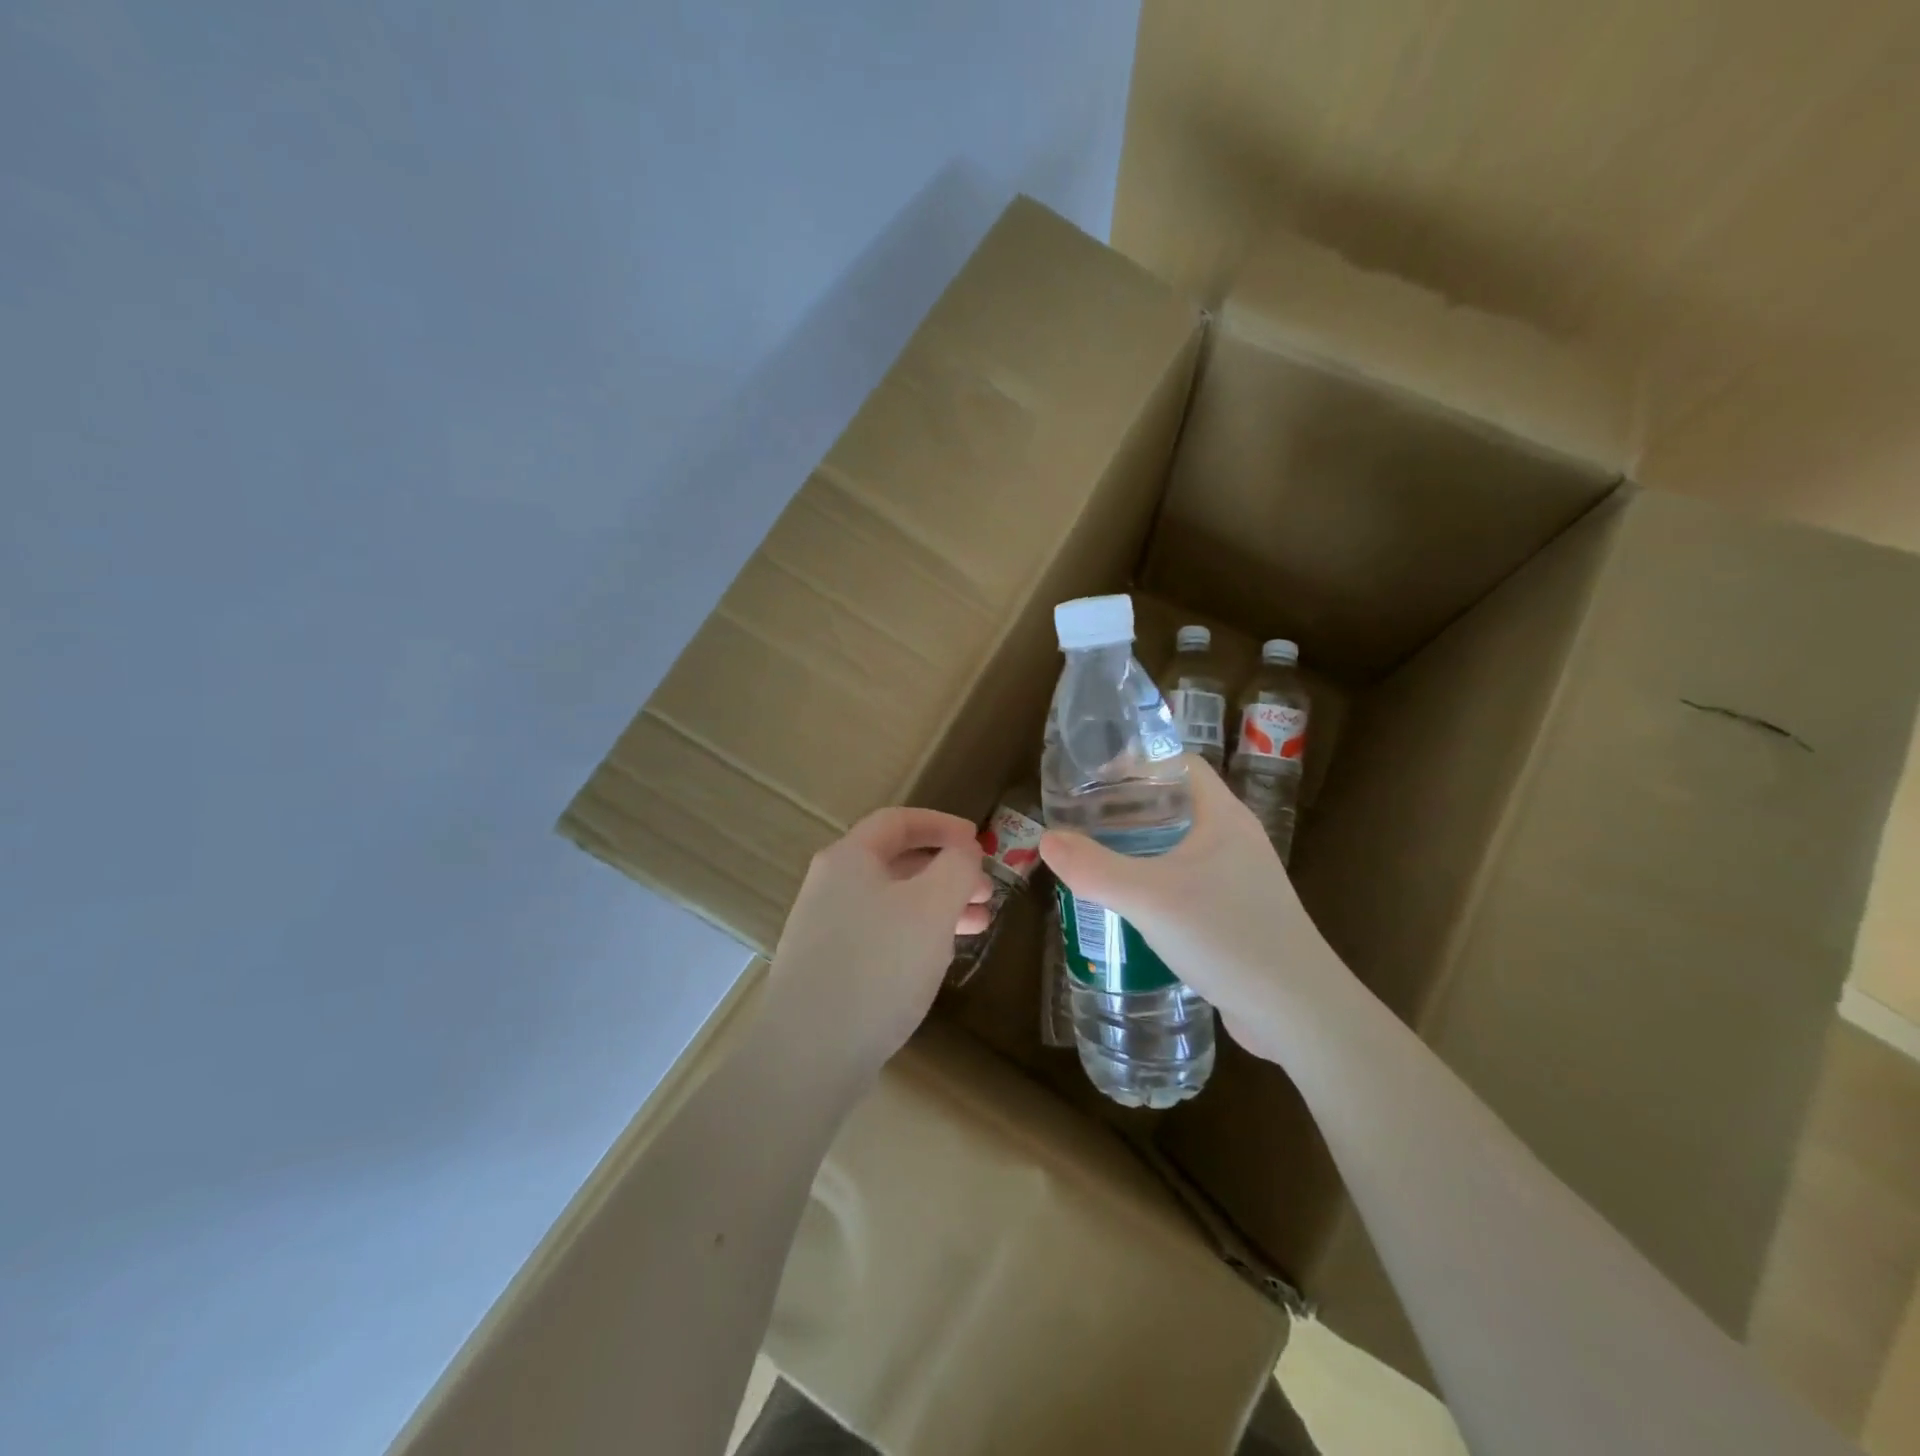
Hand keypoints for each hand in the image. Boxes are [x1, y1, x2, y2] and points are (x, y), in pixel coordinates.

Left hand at [768, 807, 991, 1070]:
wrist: (809, 1054)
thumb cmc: (878, 966)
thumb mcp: (932, 907)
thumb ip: (956, 866)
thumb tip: (963, 850)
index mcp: (849, 858)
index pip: (899, 821)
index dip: (943, 825)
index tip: (979, 842)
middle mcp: (831, 885)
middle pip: (897, 862)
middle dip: (947, 871)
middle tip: (986, 892)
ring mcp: (826, 928)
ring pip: (893, 901)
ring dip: (938, 905)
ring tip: (978, 925)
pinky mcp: (829, 967)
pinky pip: (881, 933)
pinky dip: (916, 933)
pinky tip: (939, 956)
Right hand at [1038, 756, 1345, 1062]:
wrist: (1297, 1012)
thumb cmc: (1227, 936)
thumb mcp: (1150, 898)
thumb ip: (1094, 868)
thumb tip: (1046, 839)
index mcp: (1223, 816)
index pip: (1180, 765)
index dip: (1138, 764)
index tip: (1093, 779)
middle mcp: (1235, 839)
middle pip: (1176, 805)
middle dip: (1129, 809)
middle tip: (1083, 820)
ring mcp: (1240, 879)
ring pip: (1181, 847)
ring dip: (1141, 848)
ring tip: (1096, 858)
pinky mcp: (1237, 915)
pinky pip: (1188, 883)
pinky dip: (1156, 883)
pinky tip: (1130, 905)